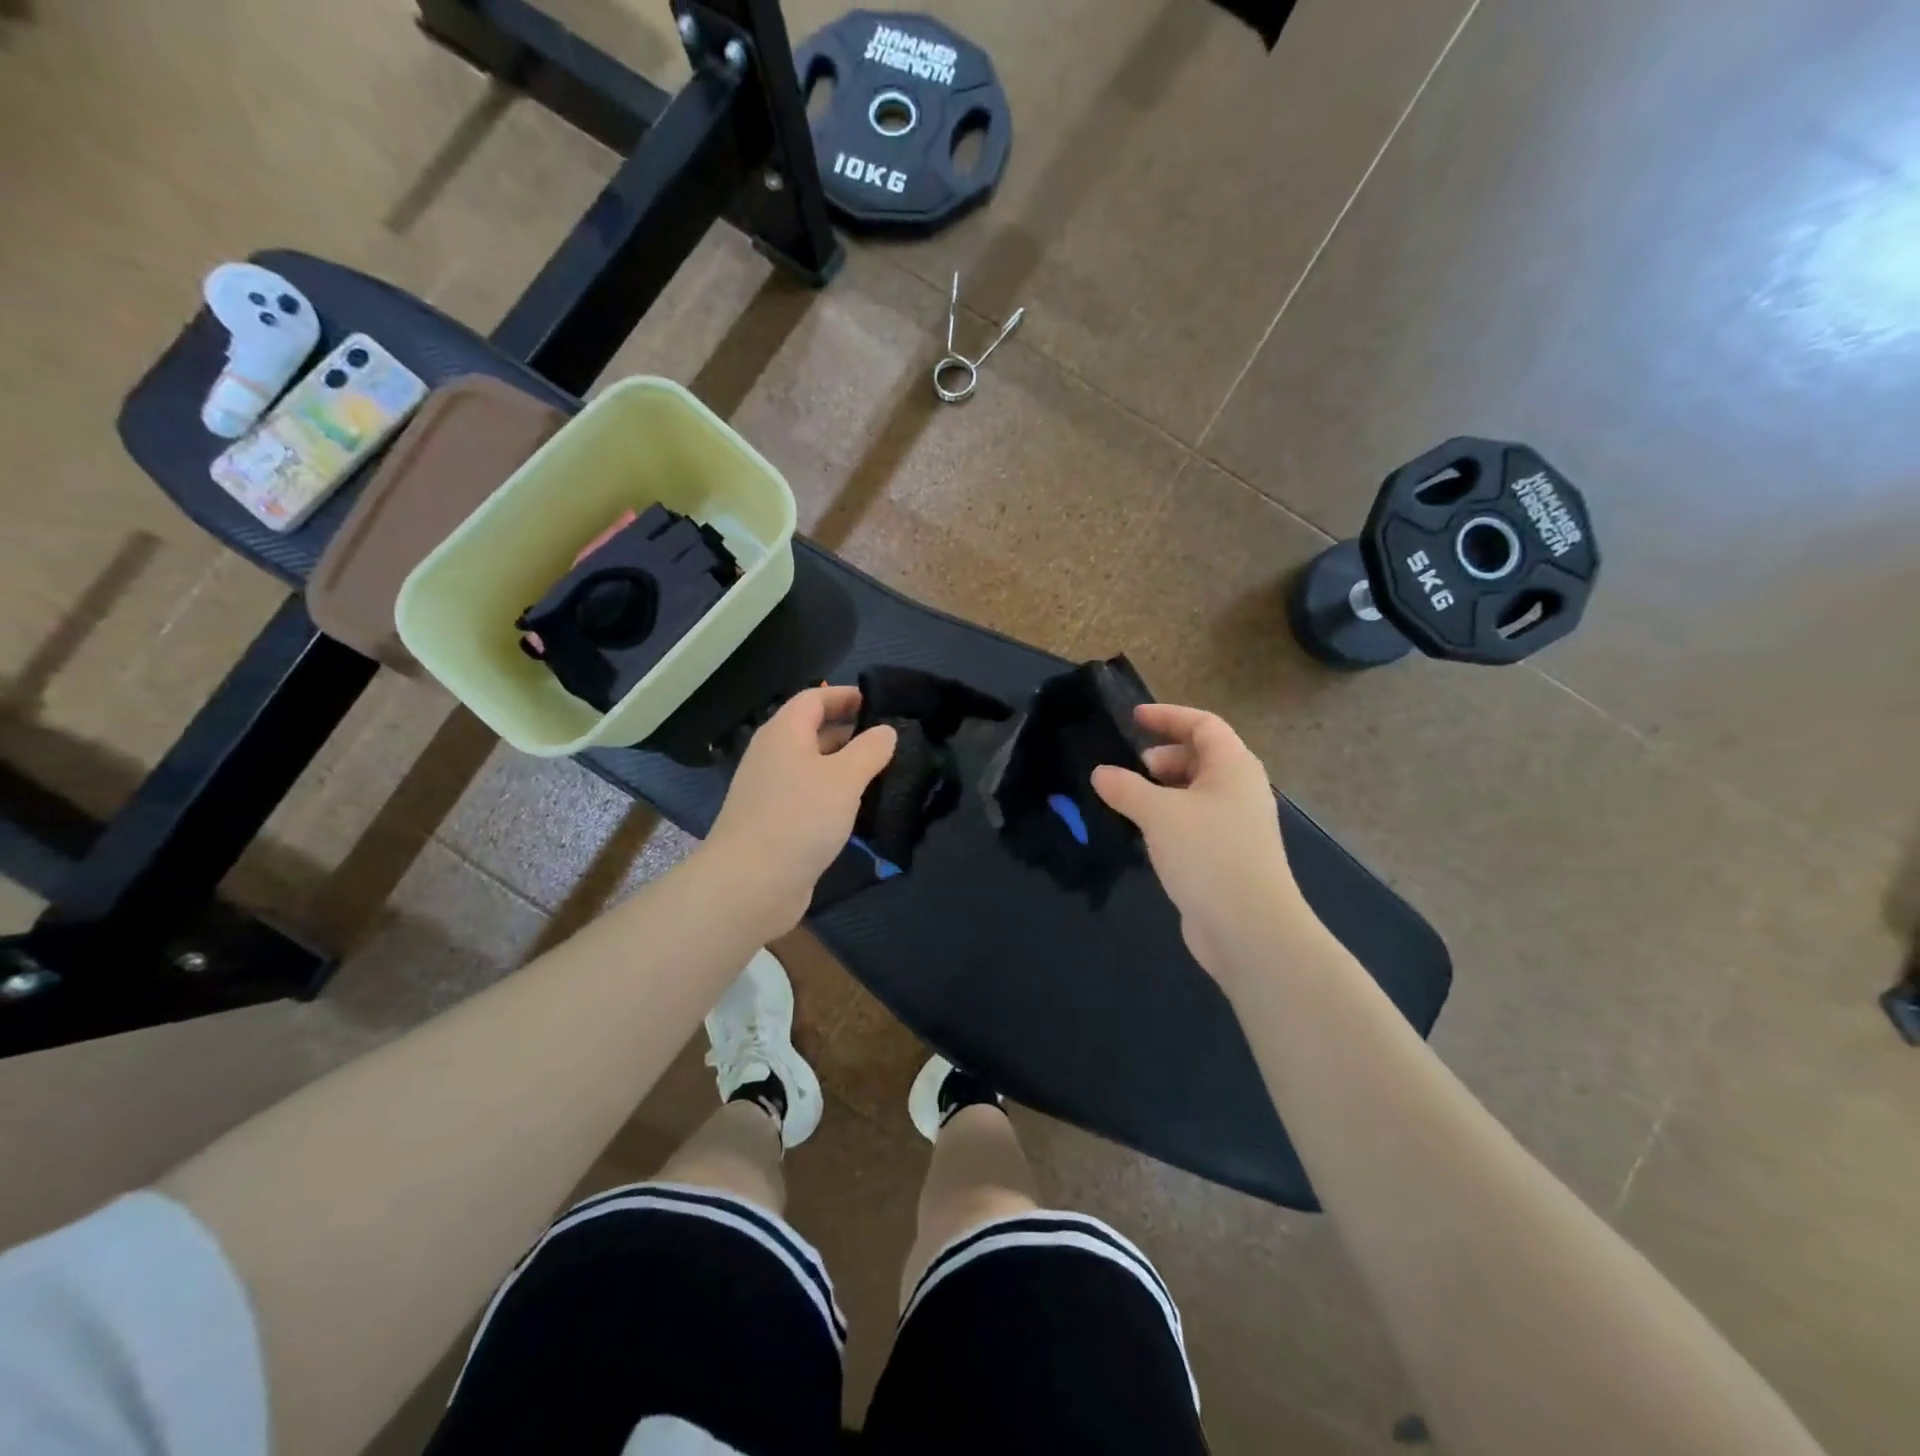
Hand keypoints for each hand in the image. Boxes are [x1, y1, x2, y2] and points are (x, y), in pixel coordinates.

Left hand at [705, 685, 897, 930]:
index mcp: (784, 733)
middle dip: (850, 731)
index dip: (845, 696)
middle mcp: (773, 755)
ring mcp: (771, 790)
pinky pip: (808, 795)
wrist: (751, 883)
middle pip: (812, 730)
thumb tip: (886, 731)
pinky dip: (833, 794)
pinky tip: (858, 809)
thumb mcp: (845, 778)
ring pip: (812, 766)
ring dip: (844, 765)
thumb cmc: (800, 817)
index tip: (878, 702)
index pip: (814, 698)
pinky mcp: (775, 822)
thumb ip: (870, 750)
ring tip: (883, 772)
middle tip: (889, 740)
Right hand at [1091, 704, 1310, 982]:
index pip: (1203, 724)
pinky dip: (1168, 819)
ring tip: (1128, 803)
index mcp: (1234, 767)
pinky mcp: (1227, 856)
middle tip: (1130, 769)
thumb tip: (1101, 773)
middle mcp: (1240, 790)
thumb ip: (1126, 788)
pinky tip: (1144, 835)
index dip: (1168, 716)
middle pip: (1201, 757)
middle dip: (1163, 757)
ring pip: (1196, 793)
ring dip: (1162, 791)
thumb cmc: (1208, 854)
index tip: (1132, 718)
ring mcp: (1236, 825)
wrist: (1249, 928)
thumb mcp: (1158, 813)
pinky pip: (1194, 822)